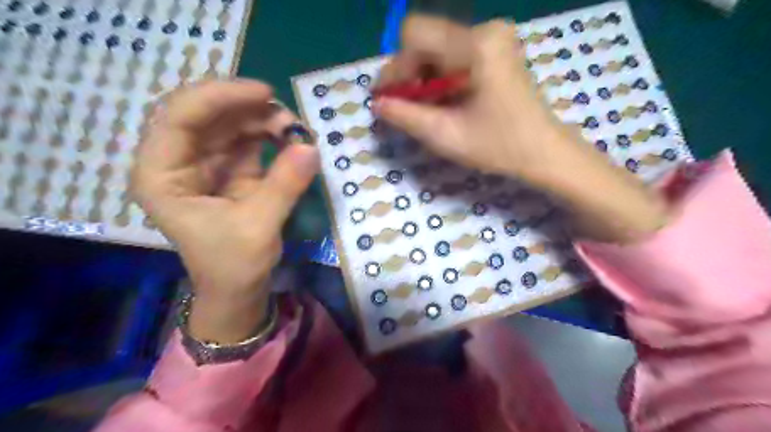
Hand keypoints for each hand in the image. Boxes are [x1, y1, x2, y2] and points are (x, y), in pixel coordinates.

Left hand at [132, 82, 319, 341]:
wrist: (238, 289)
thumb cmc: (234, 265)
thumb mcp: (259, 226)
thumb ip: (284, 185)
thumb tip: (312, 148)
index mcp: (161, 176)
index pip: (180, 117)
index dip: (220, 97)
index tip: (264, 93)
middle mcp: (176, 162)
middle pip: (205, 114)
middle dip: (248, 109)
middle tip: (289, 116)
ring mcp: (204, 164)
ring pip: (229, 124)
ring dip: (263, 121)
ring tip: (296, 131)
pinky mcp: (228, 169)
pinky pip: (247, 140)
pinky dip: (270, 136)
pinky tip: (290, 140)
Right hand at [374, 14, 571, 181]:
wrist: (543, 152)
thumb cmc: (499, 147)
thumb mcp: (445, 135)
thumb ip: (405, 116)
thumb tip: (376, 104)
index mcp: (476, 45)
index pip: (414, 35)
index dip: (396, 67)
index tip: (392, 99)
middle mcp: (485, 30)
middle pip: (425, 40)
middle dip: (409, 75)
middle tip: (404, 108)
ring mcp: (493, 38)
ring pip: (437, 49)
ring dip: (423, 79)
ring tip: (425, 110)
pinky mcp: (495, 49)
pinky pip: (453, 56)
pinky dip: (440, 79)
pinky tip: (443, 102)